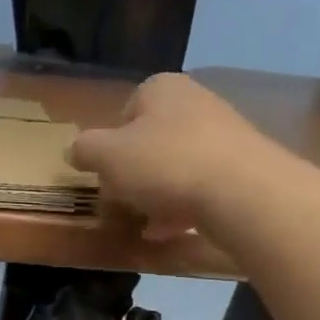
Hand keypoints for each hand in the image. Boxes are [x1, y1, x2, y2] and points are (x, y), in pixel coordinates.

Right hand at [68, 73, 271, 239]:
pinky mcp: (243, 167)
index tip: (106, 171)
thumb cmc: (165, 164)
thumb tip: (76, 150)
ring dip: (156, 194)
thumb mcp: (106, 156)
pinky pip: (201, 185)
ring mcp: (224, 134)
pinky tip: (170, 230)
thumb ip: (84, 149)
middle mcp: (196, 102)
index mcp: (162, 89)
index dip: (110, 144)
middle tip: (123, 198)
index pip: (126, 110)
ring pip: (176, 165)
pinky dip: (182, 206)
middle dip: (134, 172)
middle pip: (151, 140)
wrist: (242, 192)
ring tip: (145, 222)